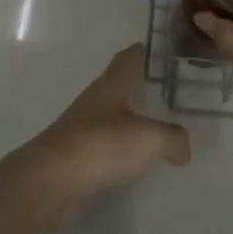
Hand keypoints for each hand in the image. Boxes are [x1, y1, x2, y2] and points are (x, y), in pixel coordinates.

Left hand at [0, 44, 190, 229]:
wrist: (50, 180)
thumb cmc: (101, 145)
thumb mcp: (150, 138)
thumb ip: (173, 138)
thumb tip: (183, 148)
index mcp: (112, 84)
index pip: (131, 57)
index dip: (148, 53)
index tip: (169, 54)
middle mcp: (96, 100)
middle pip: (121, 86)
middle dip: (144, 87)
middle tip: (174, 95)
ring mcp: (82, 127)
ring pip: (114, 115)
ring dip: (133, 119)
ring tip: (161, 129)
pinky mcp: (76, 155)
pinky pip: (106, 145)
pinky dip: (122, 148)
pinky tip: (137, 160)